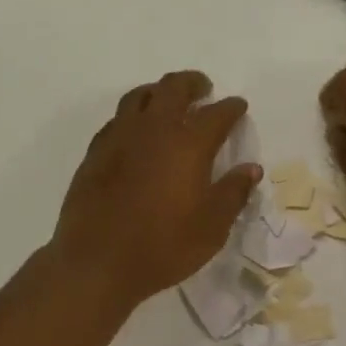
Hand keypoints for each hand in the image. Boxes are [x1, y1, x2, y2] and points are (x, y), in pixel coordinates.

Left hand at [52, 70, 260, 311]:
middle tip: (203, 89)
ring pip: (139, 97)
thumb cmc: (163, 246)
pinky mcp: (95, 153)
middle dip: (192, 84)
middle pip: (173, 89)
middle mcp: (153, 129)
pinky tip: (136, 132)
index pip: (217, 114)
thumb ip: (233, 193)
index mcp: (188, 144)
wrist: (97, 261)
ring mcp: (119, 137)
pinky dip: (133, 116)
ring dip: (158, 92)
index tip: (239, 107)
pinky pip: (117, 120)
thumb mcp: (212, 227)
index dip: (231, 108)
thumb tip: (251, 169)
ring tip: (167, 101)